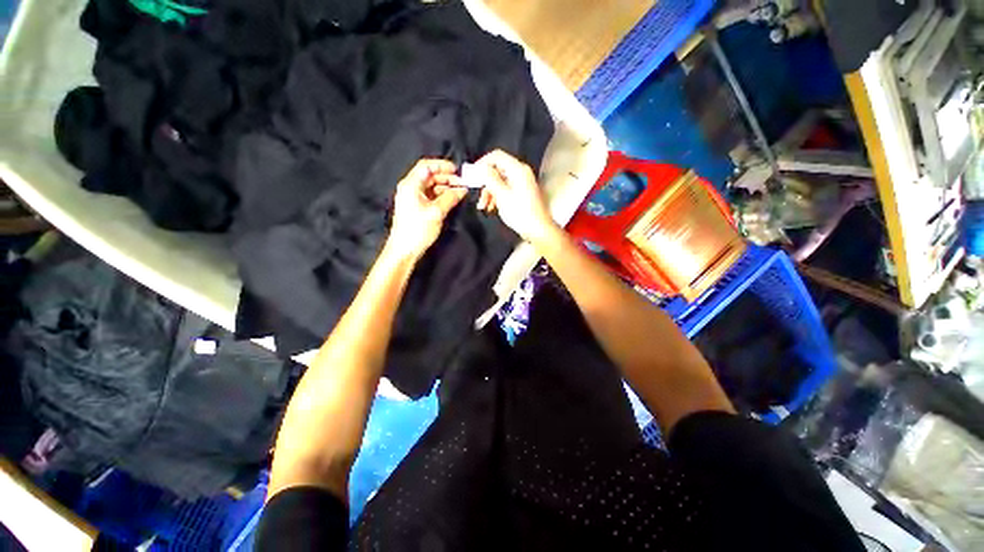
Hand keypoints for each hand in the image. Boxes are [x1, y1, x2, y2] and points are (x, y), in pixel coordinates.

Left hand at [386, 159, 467, 260]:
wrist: (405, 249)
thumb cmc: (418, 229)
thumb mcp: (436, 212)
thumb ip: (450, 198)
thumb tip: (463, 189)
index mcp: (411, 185)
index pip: (426, 166)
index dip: (442, 166)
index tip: (458, 171)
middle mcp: (411, 188)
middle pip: (430, 176)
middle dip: (447, 177)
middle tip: (463, 184)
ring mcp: (414, 198)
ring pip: (432, 186)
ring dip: (446, 187)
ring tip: (460, 192)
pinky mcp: (417, 207)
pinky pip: (431, 196)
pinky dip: (442, 195)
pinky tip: (452, 199)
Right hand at [474, 150, 557, 243]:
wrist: (538, 230)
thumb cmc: (521, 213)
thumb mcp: (501, 195)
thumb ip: (490, 178)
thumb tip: (481, 167)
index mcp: (518, 169)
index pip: (497, 156)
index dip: (483, 162)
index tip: (472, 174)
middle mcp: (521, 173)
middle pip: (497, 170)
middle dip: (485, 182)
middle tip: (478, 195)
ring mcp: (522, 183)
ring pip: (500, 181)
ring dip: (489, 192)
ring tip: (483, 206)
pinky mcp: (522, 193)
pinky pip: (506, 189)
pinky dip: (497, 197)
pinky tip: (491, 208)